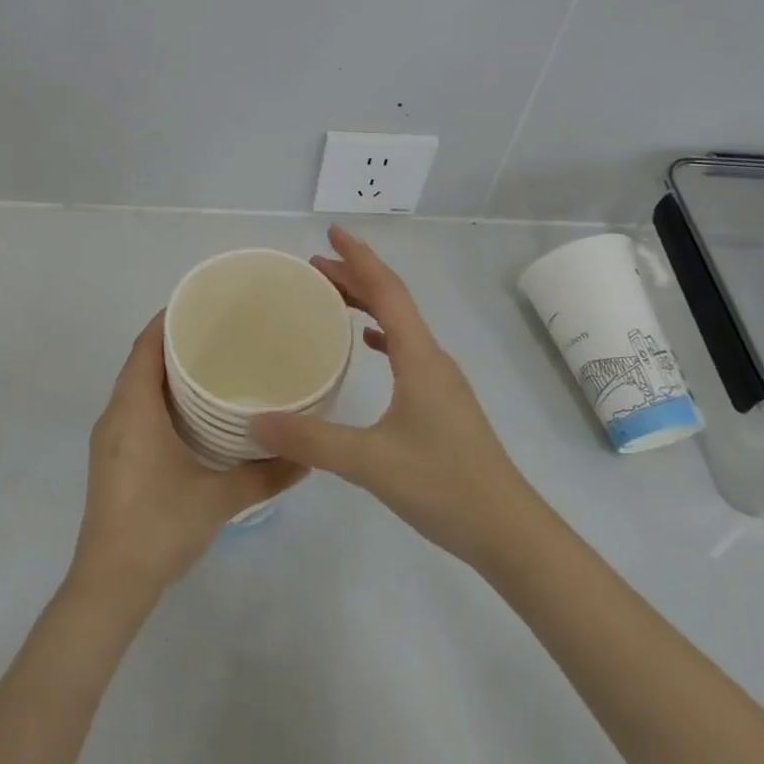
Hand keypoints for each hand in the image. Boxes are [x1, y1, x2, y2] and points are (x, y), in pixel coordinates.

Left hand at [70, 314, 306, 614]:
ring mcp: (110, 439)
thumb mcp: (220, 498)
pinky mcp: (112, 459)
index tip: (203, 305)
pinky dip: (158, 396)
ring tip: (212, 364)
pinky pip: (134, 409)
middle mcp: (115, 415)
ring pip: (136, 387)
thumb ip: (266, 473)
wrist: (109, 585)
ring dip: (165, 370)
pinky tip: (191, 411)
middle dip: (174, 341)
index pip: (145, 345)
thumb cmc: (159, 527)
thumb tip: (309, 455)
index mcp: (133, 409)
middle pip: (140, 361)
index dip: (168, 319)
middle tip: (221, 332)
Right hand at [248, 226, 538, 563]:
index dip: (359, 258)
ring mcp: (440, 381)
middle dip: (355, 276)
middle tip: (314, 266)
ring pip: (400, 326)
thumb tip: (255, 421)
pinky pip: (406, 351)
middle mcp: (432, 359)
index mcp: (419, 357)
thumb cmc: (443, 486)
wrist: (507, 530)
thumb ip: (311, 441)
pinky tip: (366, 345)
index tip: (331, 233)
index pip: (387, 290)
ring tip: (331, 297)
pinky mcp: (441, 404)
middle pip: (393, 301)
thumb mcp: (370, 463)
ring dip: (367, 303)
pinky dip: (382, 335)